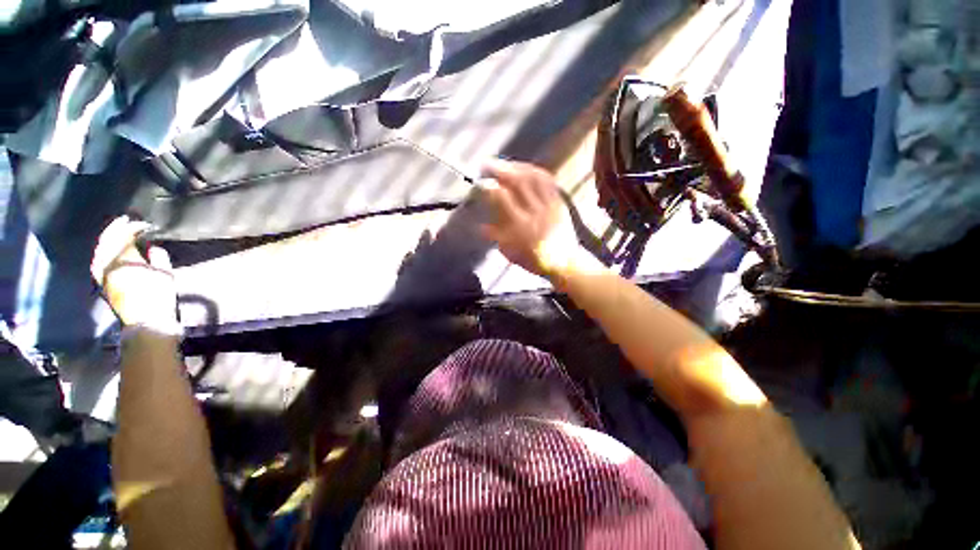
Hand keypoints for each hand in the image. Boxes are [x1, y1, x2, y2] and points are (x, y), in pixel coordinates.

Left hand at [91, 216, 179, 333]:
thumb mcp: (165, 273)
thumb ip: (158, 256)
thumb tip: (151, 247)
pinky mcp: (101, 281)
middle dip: (117, 229)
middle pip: (108, 239)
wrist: (146, 321)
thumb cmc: (159, 295)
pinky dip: (104, 252)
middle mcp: (107, 262)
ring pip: (100, 249)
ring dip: (108, 239)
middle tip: (126, 221)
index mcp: (123, 257)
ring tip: (117, 233)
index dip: (134, 227)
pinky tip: (109, 251)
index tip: (145, 224)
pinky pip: (99, 259)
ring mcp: (101, 272)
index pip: (125, 235)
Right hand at [479, 160, 581, 279]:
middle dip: (501, 169)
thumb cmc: (534, 260)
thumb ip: (496, 237)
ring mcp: (550, 205)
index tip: (482, 182)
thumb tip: (480, 226)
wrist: (564, 263)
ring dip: (517, 166)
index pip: (503, 198)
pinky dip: (535, 172)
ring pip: (534, 177)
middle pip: (518, 182)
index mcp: (520, 225)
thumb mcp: (511, 253)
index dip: (491, 187)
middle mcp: (535, 211)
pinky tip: (527, 169)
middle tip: (488, 164)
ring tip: (506, 163)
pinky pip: (548, 182)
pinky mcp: (559, 203)